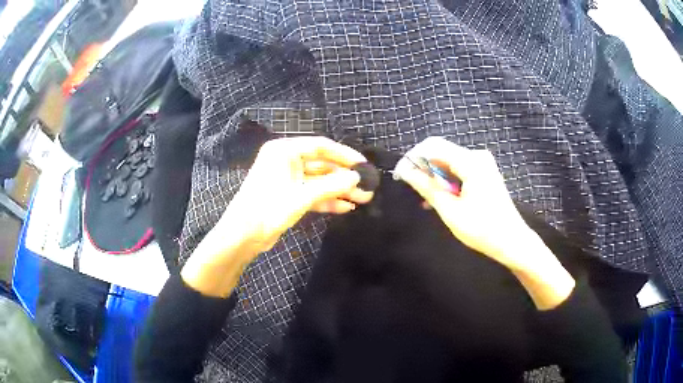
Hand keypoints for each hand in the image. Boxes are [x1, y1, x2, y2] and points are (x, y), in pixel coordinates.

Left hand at [221, 136, 372, 253]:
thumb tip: (357, 178)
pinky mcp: (289, 195)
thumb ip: (331, 186)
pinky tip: (345, 207)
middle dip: (344, 177)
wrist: (243, 236)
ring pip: (319, 180)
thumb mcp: (302, 196)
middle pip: (321, 164)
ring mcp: (287, 178)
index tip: (363, 165)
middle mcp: (286, 161)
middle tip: (366, 186)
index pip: (320, 146)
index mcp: (284, 151)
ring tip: (362, 198)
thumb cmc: (268, 209)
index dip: (344, 154)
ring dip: (339, 190)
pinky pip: (312, 193)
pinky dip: (327, 200)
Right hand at [394, 137, 574, 308]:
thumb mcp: (450, 210)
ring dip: (435, 178)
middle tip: (413, 190)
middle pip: (441, 153)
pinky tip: (440, 199)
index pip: (433, 146)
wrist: (512, 241)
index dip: (414, 158)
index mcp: (471, 162)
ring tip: (425, 200)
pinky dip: (447, 182)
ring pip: (449, 163)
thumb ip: (427, 187)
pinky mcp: (484, 173)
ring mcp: (483, 164)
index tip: (400, 175)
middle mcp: (477, 156)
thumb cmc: (482, 229)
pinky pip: (459, 170)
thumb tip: (406, 171)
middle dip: (424, 169)